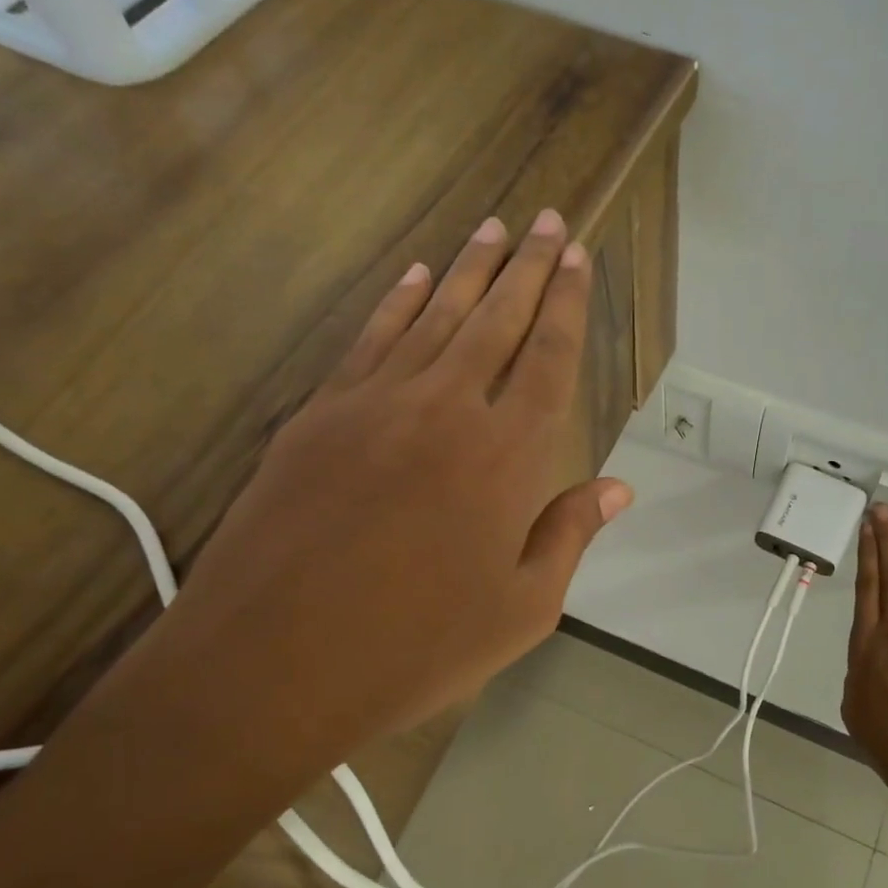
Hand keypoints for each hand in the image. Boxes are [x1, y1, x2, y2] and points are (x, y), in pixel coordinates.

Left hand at [155, 209, 630, 770]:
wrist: (269, 668)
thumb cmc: (414, 650)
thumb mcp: (521, 610)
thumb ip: (569, 535)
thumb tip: (618, 488)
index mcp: (506, 458)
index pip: (550, 359)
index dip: (569, 305)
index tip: (579, 259)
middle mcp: (446, 411)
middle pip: (498, 320)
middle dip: (530, 267)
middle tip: (550, 220)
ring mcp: (374, 405)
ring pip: (435, 316)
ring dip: (470, 270)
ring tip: (496, 229)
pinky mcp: (318, 416)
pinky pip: (369, 341)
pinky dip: (398, 302)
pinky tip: (417, 276)